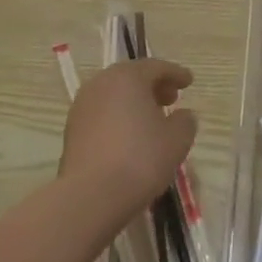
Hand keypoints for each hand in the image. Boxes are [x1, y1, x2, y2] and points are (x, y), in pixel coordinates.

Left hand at [60, 58, 196, 222]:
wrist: (91, 195)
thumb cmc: (141, 159)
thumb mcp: (177, 139)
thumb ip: (185, 121)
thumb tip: (183, 115)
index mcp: (127, 77)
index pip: (156, 67)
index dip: (176, 73)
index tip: (189, 82)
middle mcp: (100, 84)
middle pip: (131, 77)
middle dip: (153, 86)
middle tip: (172, 99)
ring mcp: (82, 107)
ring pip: (114, 95)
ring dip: (134, 102)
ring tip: (152, 120)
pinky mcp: (72, 130)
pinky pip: (102, 114)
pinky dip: (118, 117)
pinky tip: (130, 137)